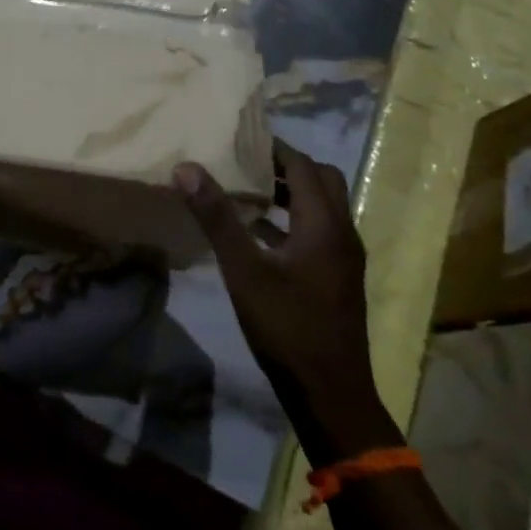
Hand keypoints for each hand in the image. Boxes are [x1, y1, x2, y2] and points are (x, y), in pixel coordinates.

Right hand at [174, 152, 398, 464]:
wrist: (331, 392)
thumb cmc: (286, 326)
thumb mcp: (243, 270)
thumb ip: (216, 217)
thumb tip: (186, 168)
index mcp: (324, 224)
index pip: (303, 165)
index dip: (274, 147)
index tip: (239, 137)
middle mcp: (342, 233)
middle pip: (321, 181)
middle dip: (285, 165)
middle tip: (244, 161)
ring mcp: (344, 258)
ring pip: (322, 207)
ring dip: (289, 192)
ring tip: (246, 189)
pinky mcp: (337, 278)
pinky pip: (317, 231)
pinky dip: (292, 220)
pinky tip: (258, 234)